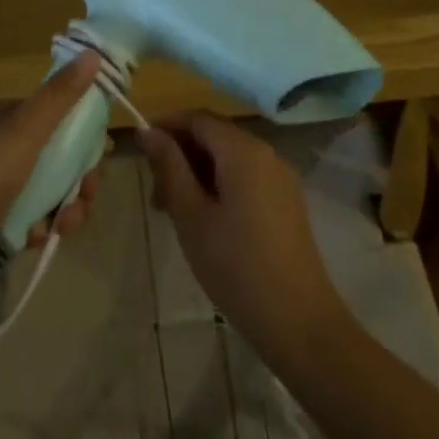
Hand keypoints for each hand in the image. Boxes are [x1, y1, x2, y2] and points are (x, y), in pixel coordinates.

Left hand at [0, 52, 102, 306]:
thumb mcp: (24, 129)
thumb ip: (60, 96)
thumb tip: (92, 53)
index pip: (48, 114)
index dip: (77, 130)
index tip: (99, 151)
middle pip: (52, 155)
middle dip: (76, 175)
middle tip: (87, 191)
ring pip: (45, 190)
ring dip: (65, 205)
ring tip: (67, 221)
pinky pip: (30, 220)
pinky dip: (41, 227)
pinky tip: (40, 237)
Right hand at [139, 112, 350, 371]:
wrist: (298, 320)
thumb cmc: (235, 265)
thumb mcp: (191, 215)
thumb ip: (169, 167)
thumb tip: (149, 131)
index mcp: (243, 150)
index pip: (197, 118)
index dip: (166, 127)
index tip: (140, 153)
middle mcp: (266, 152)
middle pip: (214, 135)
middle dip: (180, 154)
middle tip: (155, 195)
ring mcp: (280, 177)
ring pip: (228, 157)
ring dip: (197, 172)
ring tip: (173, 212)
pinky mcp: (286, 200)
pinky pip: (246, 176)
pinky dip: (219, 185)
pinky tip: (205, 220)